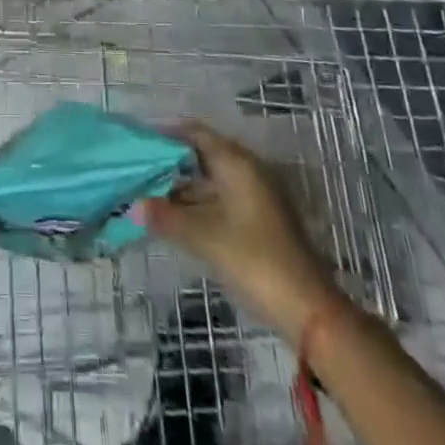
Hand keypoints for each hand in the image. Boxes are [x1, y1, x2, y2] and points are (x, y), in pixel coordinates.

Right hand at [141, 122, 343, 349]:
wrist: (310, 311)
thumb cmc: (254, 260)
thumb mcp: (204, 238)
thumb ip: (167, 218)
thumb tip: (134, 206)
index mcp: (237, 163)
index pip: (197, 134)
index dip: (168, 134)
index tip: (141, 141)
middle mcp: (250, 171)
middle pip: (204, 156)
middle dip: (173, 164)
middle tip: (141, 172)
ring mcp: (259, 196)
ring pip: (214, 181)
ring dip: (185, 189)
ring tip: (152, 198)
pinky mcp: (263, 220)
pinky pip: (224, 200)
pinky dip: (201, 205)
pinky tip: (180, 221)